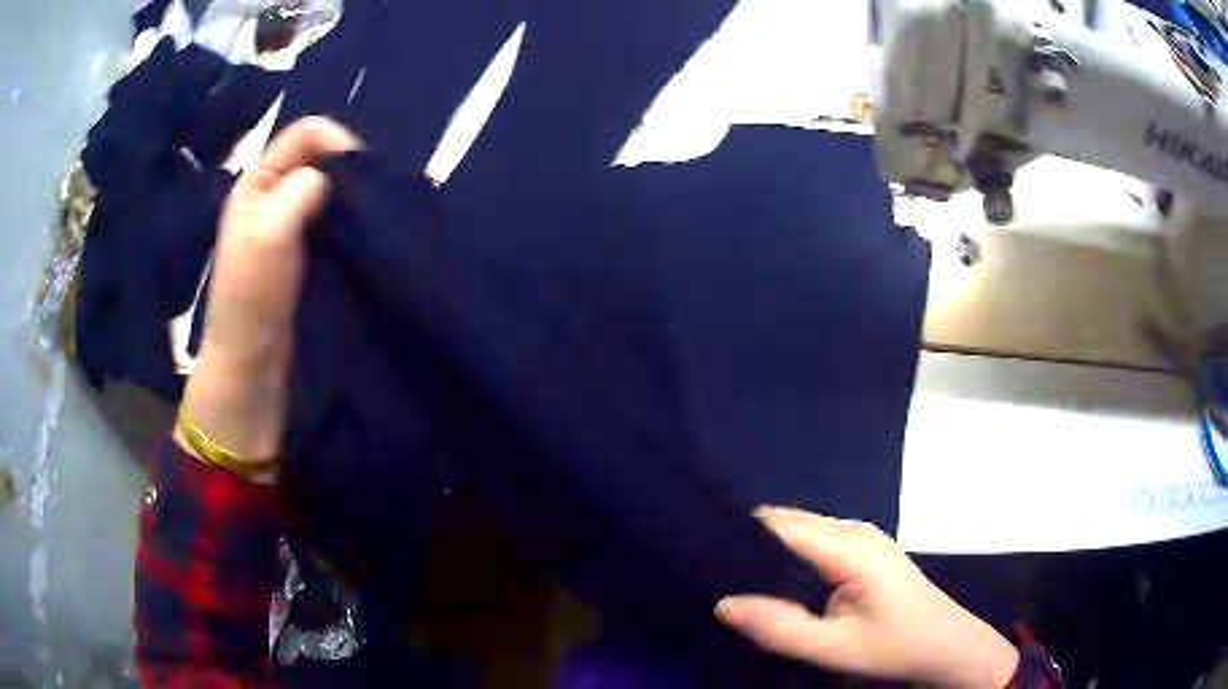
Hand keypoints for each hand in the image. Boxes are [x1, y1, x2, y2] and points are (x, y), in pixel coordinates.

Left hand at [177, 117, 361, 468]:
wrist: (251, 369)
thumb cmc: (251, 303)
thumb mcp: (267, 239)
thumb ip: (296, 193)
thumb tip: (331, 173)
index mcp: (256, 184)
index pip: (304, 134)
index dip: (336, 140)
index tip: (363, 174)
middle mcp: (273, 197)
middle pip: (319, 157)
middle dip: (349, 167)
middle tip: (372, 197)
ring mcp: (288, 226)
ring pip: (330, 189)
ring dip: (353, 195)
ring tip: (374, 216)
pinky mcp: (305, 253)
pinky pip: (334, 219)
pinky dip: (353, 219)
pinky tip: (366, 235)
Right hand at [716, 507, 1018, 687]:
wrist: (948, 647)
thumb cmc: (894, 648)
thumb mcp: (832, 649)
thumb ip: (778, 628)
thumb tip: (721, 604)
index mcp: (848, 547)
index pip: (778, 525)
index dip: (738, 534)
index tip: (702, 553)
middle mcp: (855, 529)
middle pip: (788, 522)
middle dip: (751, 543)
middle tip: (714, 572)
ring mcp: (865, 536)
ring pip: (803, 530)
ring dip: (771, 550)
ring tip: (737, 576)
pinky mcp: (868, 548)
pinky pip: (818, 539)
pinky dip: (792, 554)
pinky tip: (778, 580)